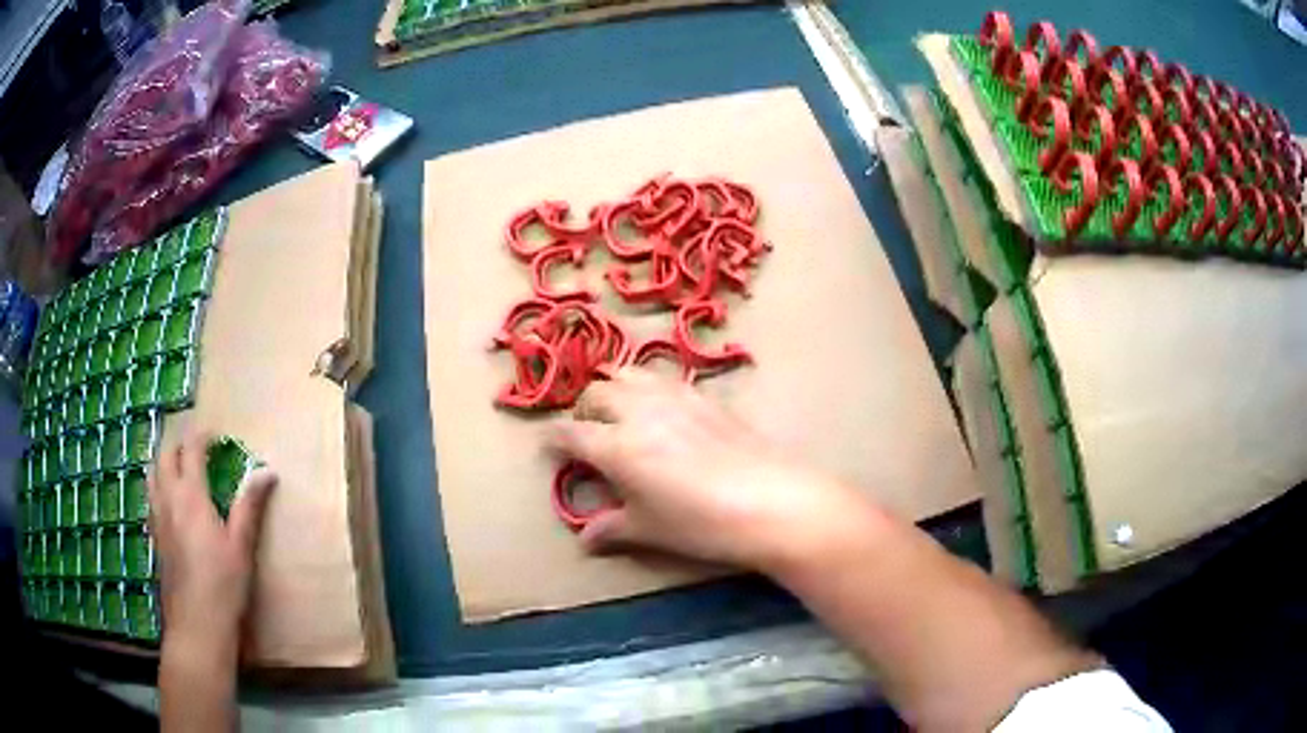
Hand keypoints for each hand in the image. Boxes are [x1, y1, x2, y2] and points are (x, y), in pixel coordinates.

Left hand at [149, 429, 276, 656]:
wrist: (197, 624)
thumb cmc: (223, 584)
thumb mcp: (242, 545)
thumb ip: (249, 505)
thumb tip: (268, 471)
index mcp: (191, 495)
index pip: (191, 449)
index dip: (202, 436)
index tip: (216, 435)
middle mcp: (168, 498)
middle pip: (165, 455)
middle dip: (179, 443)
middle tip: (196, 447)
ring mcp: (157, 517)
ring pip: (152, 473)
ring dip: (164, 461)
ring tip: (179, 467)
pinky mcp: (155, 536)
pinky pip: (150, 497)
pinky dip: (158, 486)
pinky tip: (171, 504)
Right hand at [546, 368, 871, 571]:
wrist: (769, 500)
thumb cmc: (700, 523)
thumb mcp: (649, 530)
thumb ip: (612, 528)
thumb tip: (585, 539)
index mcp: (615, 447)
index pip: (569, 433)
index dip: (554, 440)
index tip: (550, 449)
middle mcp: (638, 411)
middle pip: (597, 394)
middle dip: (585, 411)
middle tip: (590, 434)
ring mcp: (673, 397)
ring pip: (629, 374)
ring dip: (616, 388)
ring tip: (621, 412)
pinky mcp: (704, 395)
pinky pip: (665, 378)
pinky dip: (650, 386)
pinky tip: (662, 408)